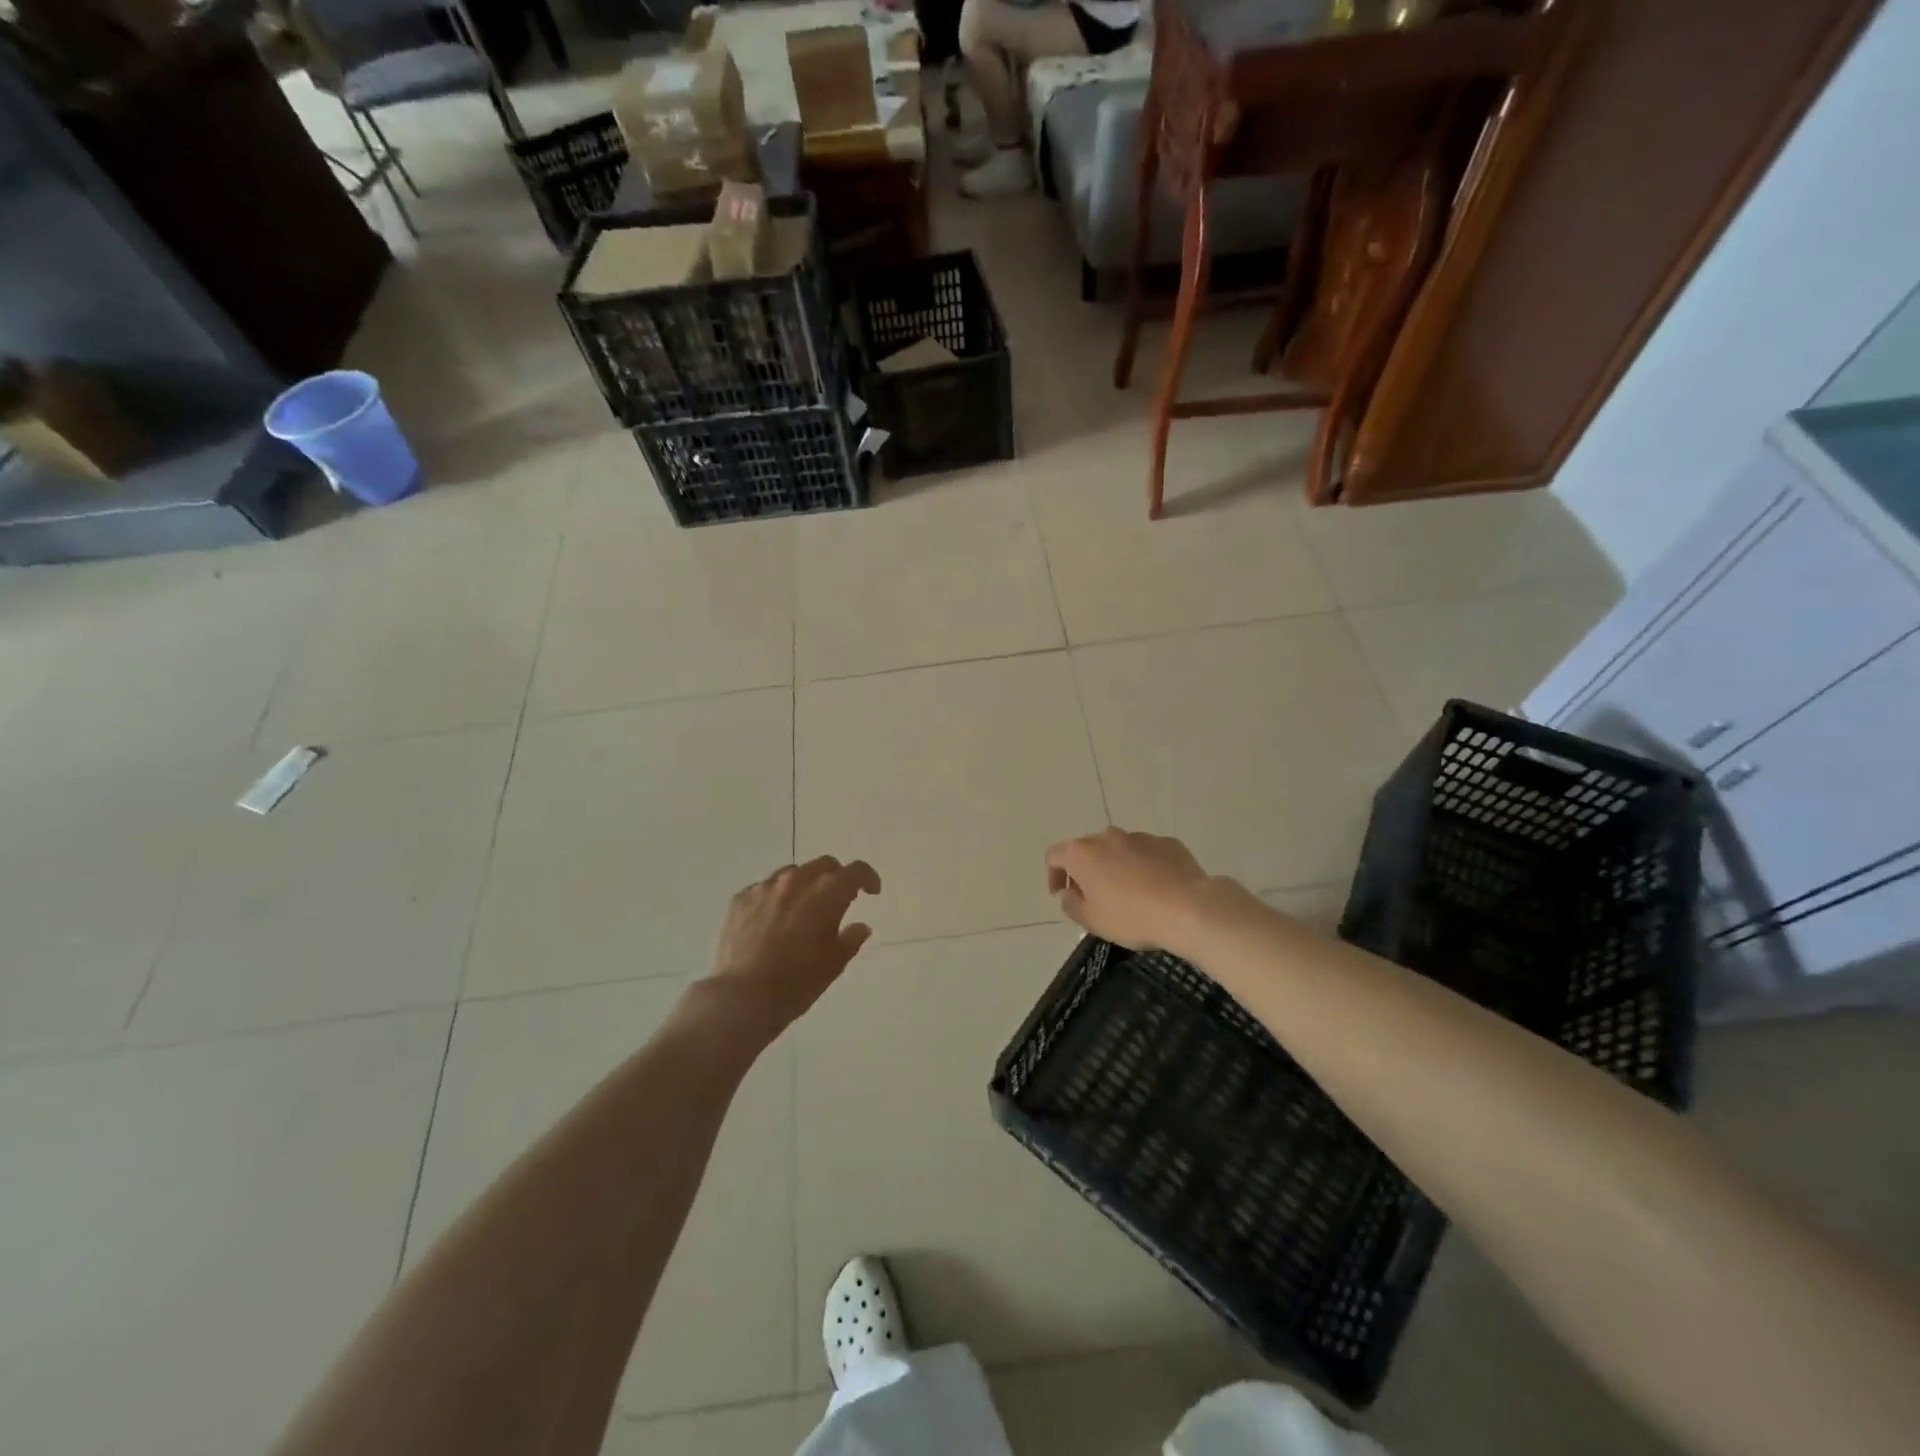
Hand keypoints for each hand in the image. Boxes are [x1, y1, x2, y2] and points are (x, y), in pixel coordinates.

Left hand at [707, 857, 881, 1032]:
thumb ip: (851, 939)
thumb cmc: (797, 982)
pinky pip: (764, 888)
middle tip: (837, 899)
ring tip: (801, 909)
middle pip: (824, 865)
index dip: (868, 878)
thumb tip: (860, 927)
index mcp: (827, 893)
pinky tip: (771, 921)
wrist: (743, 997)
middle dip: (836, 878)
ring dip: (804, 885)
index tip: (871, 892)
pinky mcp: (740, 899)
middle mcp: (797, 881)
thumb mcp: (834, 964)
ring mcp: (765, 887)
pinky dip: (775, 898)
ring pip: (792, 873)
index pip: (856, 871)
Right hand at [1045, 828, 1219, 951]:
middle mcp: (1108, 837)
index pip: (1054, 856)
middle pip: (1087, 850)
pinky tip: (1155, 889)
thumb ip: (1071, 904)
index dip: (1053, 875)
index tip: (1061, 895)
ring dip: (1116, 867)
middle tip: (1094, 897)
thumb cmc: (1131, 916)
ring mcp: (1140, 837)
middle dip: (1086, 871)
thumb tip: (1067, 892)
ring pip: (1118, 850)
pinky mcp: (1167, 843)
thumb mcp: (1092, 921)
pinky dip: (1143, 867)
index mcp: (1082, 853)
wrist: (1188, 908)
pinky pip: (1147, 854)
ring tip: (1129, 894)